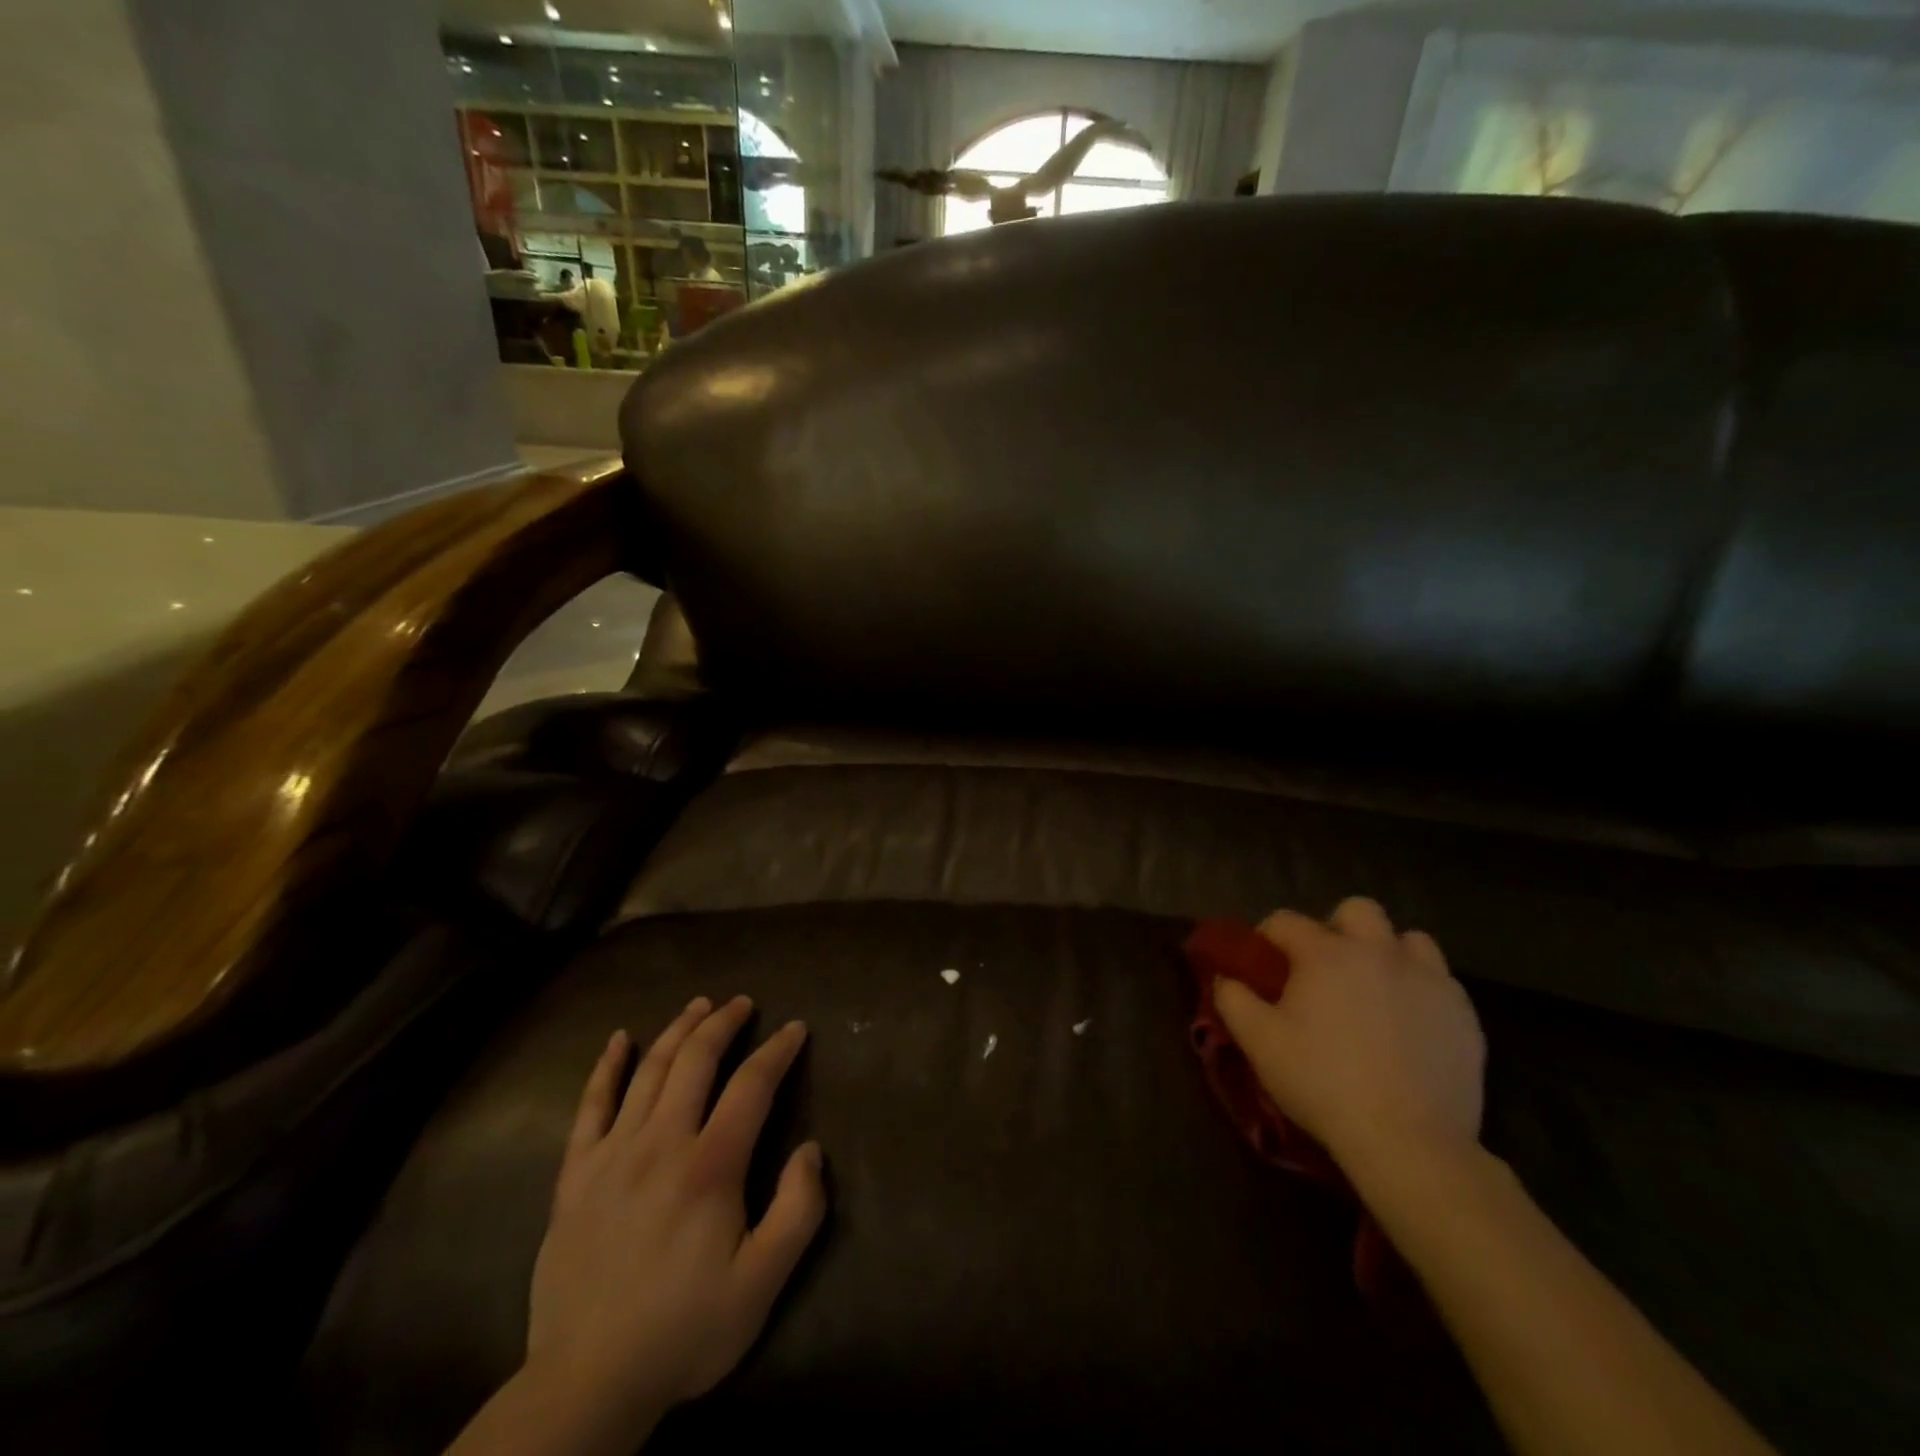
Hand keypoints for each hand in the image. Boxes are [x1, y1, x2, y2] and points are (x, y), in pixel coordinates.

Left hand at [523, 996, 825, 1443]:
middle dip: (724, 1024)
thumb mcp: (762, 1283)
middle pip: (696, 1060)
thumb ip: (798, 1211)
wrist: (587, 1383)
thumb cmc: (684, 1330)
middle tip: (743, 1003)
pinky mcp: (575, 1175)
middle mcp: (661, 1143)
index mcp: (710, 1166)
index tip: (796, 1029)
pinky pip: (589, 1106)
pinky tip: (618, 1040)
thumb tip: (810, 1149)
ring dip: (678, 1030)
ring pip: (649, 1071)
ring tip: (699, 1006)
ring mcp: (612, 1154)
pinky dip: (606, 1067)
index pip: (752, 1085)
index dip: (778, 1051)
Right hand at [1214, 897, 1484, 1172]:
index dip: (1267, 936)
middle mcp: (1378, 952)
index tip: (1262, 963)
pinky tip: (1408, 1025)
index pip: (1286, 921)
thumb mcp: (1259, 1043)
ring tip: (1374, 990)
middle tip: (1325, 968)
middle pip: (1358, 911)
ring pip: (1410, 940)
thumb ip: (1233, 1000)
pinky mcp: (1464, 1015)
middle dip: (1337, 928)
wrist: (1409, 1141)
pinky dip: (1420, 991)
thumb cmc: (1322, 1083)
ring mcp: (1428, 981)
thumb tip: (1226, 977)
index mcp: (1325, 954)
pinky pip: (1441, 982)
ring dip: (1388, 953)